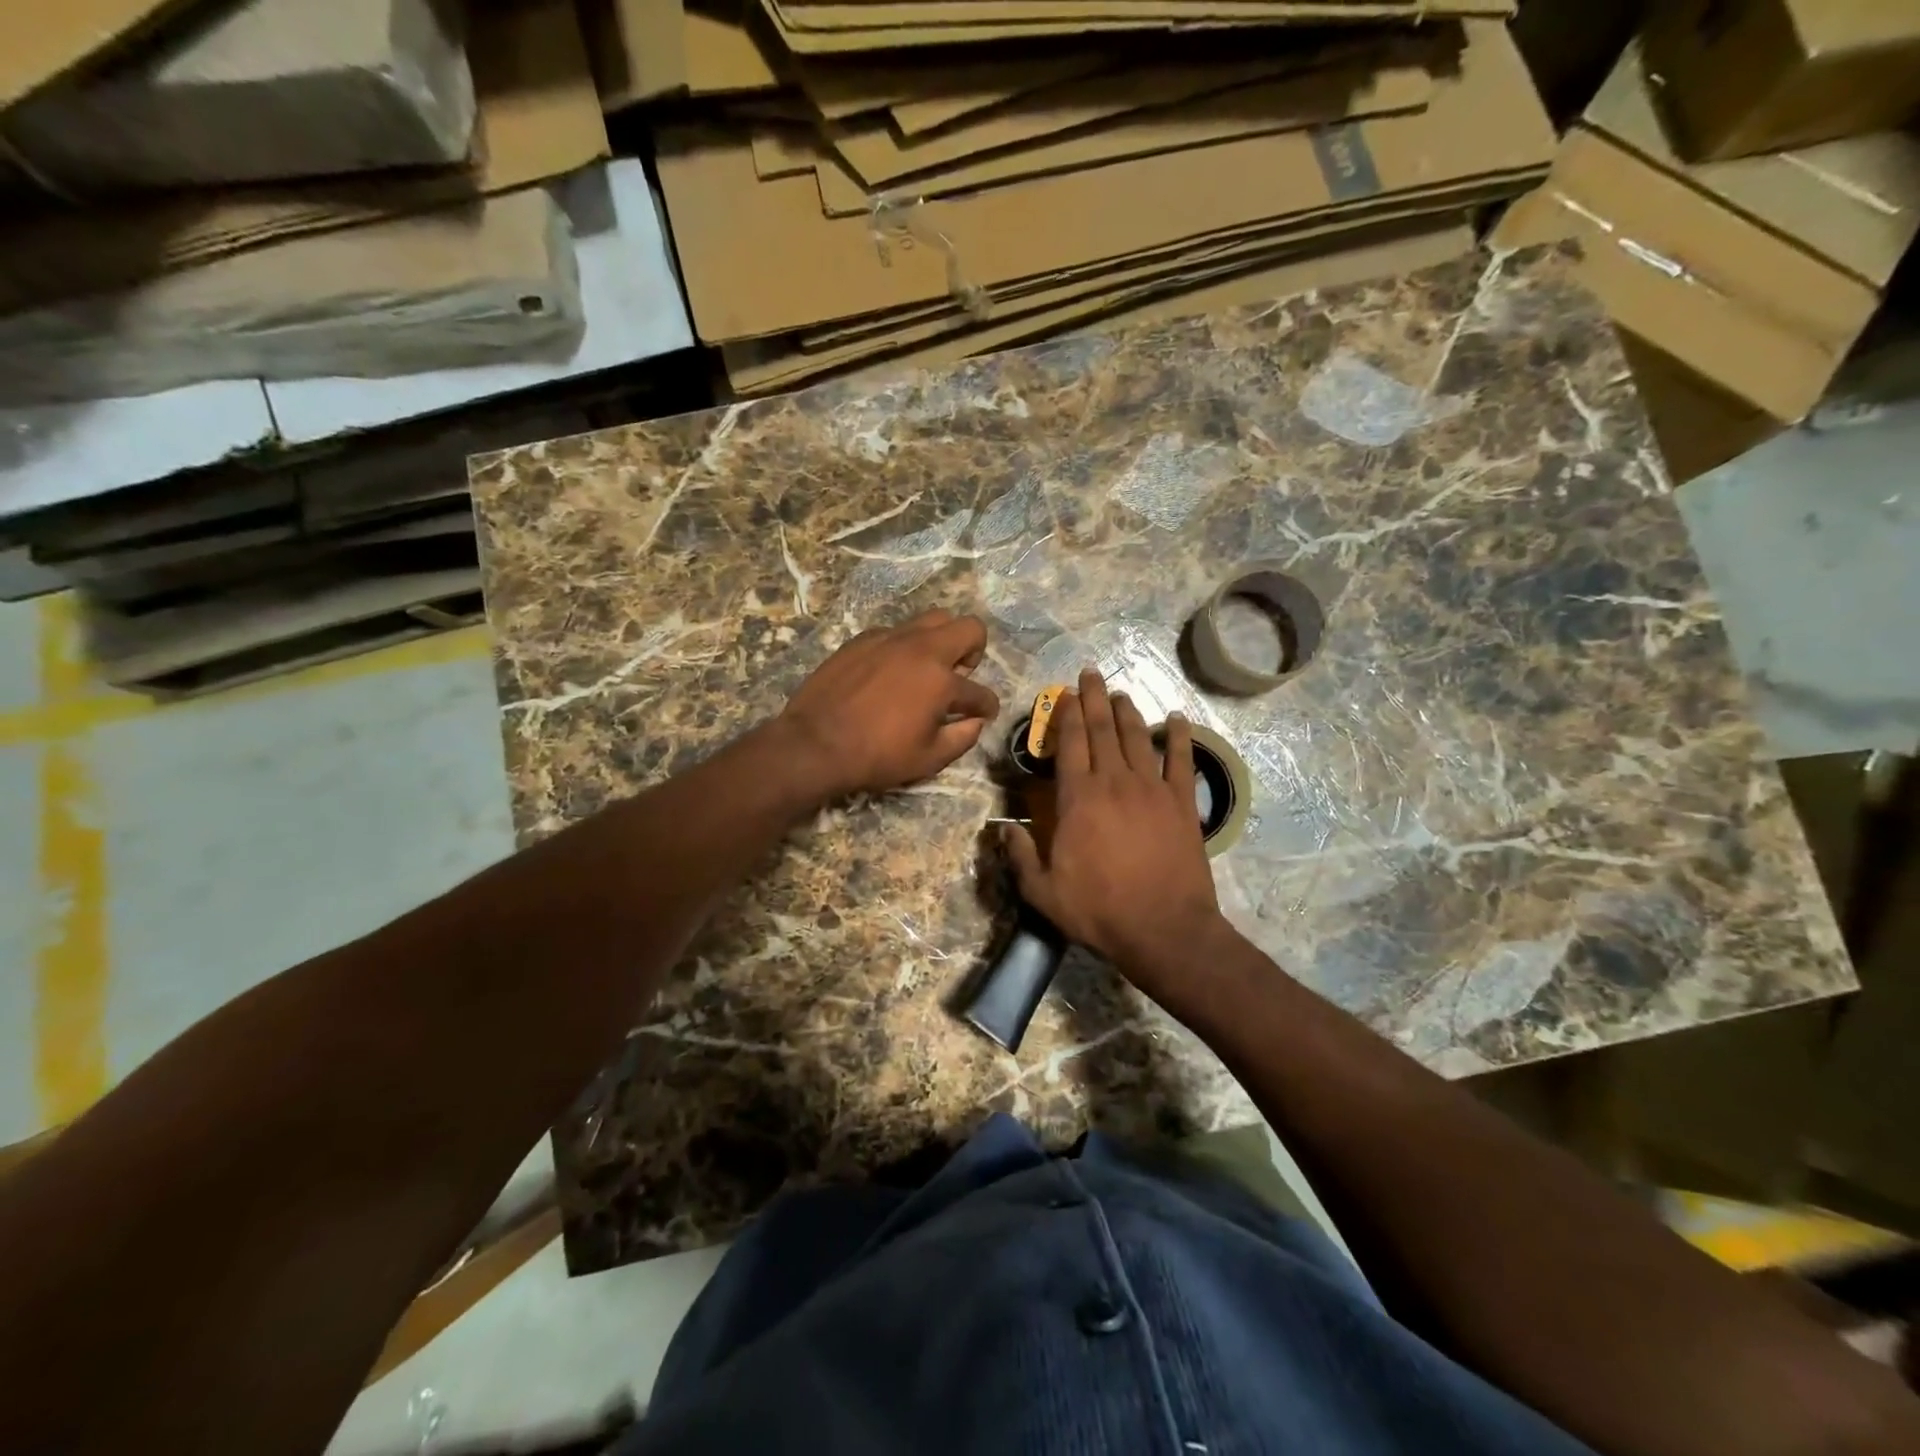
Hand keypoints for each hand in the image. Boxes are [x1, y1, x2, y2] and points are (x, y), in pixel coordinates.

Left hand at [778, 610, 999, 799]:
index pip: (980, 692)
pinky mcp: (863, 639)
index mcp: (942, 682)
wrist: (815, 742)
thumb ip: (962, 738)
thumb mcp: (928, 759)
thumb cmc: (876, 756)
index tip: (983, 713)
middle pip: (968, 627)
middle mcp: (921, 650)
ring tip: (926, 669)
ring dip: (940, 641)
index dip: (987, 706)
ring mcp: (890, 639)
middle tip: (959, 676)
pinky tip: (889, 673)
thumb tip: (975, 722)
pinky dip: (903, 647)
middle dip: (974, 651)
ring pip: (932, 619)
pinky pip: (896, 632)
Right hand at [1003, 670, 1225, 989]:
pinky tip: (1176, 718)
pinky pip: (1181, 761)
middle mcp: (1115, 782)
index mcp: (1079, 799)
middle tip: (1091, 674)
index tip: (1066, 692)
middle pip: (1104, 730)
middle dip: (1095, 699)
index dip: (1068, 714)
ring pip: (1138, 738)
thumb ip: (1020, 856)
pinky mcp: (1183, 804)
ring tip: (1120, 692)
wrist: (1165, 930)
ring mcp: (1152, 790)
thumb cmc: (1099, 911)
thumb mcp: (1043, 892)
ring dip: (1128, 711)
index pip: (1071, 744)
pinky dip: (1178, 737)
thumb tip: (1003, 826)